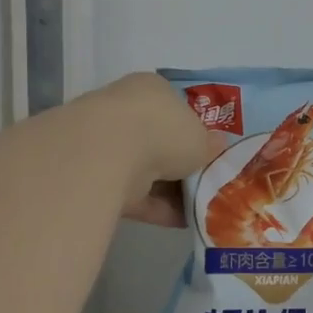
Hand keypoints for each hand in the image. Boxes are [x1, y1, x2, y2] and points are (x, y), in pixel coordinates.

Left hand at [84, 73, 215, 227]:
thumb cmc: (163, 131)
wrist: (106, 154)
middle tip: (206, 184)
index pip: (175, 108)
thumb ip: (210, 145)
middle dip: (181, 165)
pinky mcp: (94, 177)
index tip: (208, 154)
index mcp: (151, 89)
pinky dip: (156, 208)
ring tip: (200, 208)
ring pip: (146, 170)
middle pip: (159, 141)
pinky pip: (133, 194)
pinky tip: (182, 222)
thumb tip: (217, 146)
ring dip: (171, 190)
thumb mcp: (201, 138)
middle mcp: (125, 111)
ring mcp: (106, 144)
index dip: (194, 132)